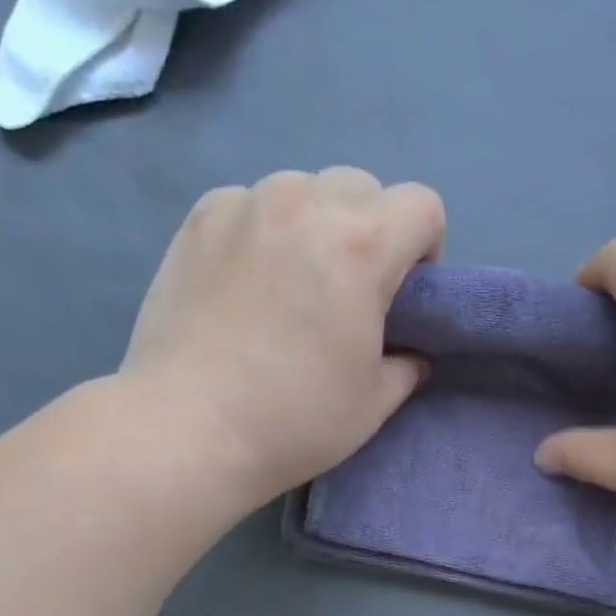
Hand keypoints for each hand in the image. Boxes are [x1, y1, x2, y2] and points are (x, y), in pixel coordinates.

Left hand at [119, 168, 445, 510]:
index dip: (425, 249)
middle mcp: (304, 205)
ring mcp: (245, 205)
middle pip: (362, 187)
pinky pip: (250, 204)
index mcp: (361, 245)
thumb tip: (410, 354)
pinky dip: (261, 230)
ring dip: (313, 224)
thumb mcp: (374, 404)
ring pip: (302, 189)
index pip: (422, 205)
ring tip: (290, 283)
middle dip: (370, 230)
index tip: (402, 294)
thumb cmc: (294, 420)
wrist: (189, 428)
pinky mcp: (199, 219)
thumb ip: (406, 366)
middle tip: (347, 290)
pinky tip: (244, 281)